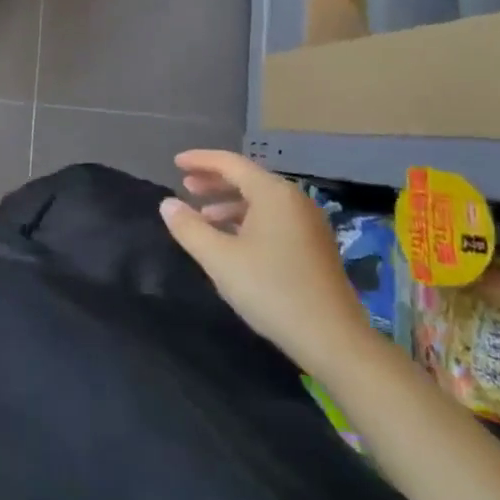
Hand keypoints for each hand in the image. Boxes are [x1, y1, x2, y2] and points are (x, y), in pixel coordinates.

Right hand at [158, 149, 371, 373]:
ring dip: (229, 203)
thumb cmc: (271, 290)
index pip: (231, 163)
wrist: (332, 339)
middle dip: (214, 180)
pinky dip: (248, 219)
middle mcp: (294, 200)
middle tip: (185, 186)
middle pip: (248, 179)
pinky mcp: (315, 246)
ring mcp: (309, 223)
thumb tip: (168, 204)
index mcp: (273, 194)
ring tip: (203, 216)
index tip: (175, 162)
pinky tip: (232, 239)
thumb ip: (189, 228)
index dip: (200, 160)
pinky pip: (274, 218)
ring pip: (261, 200)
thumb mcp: (219, 259)